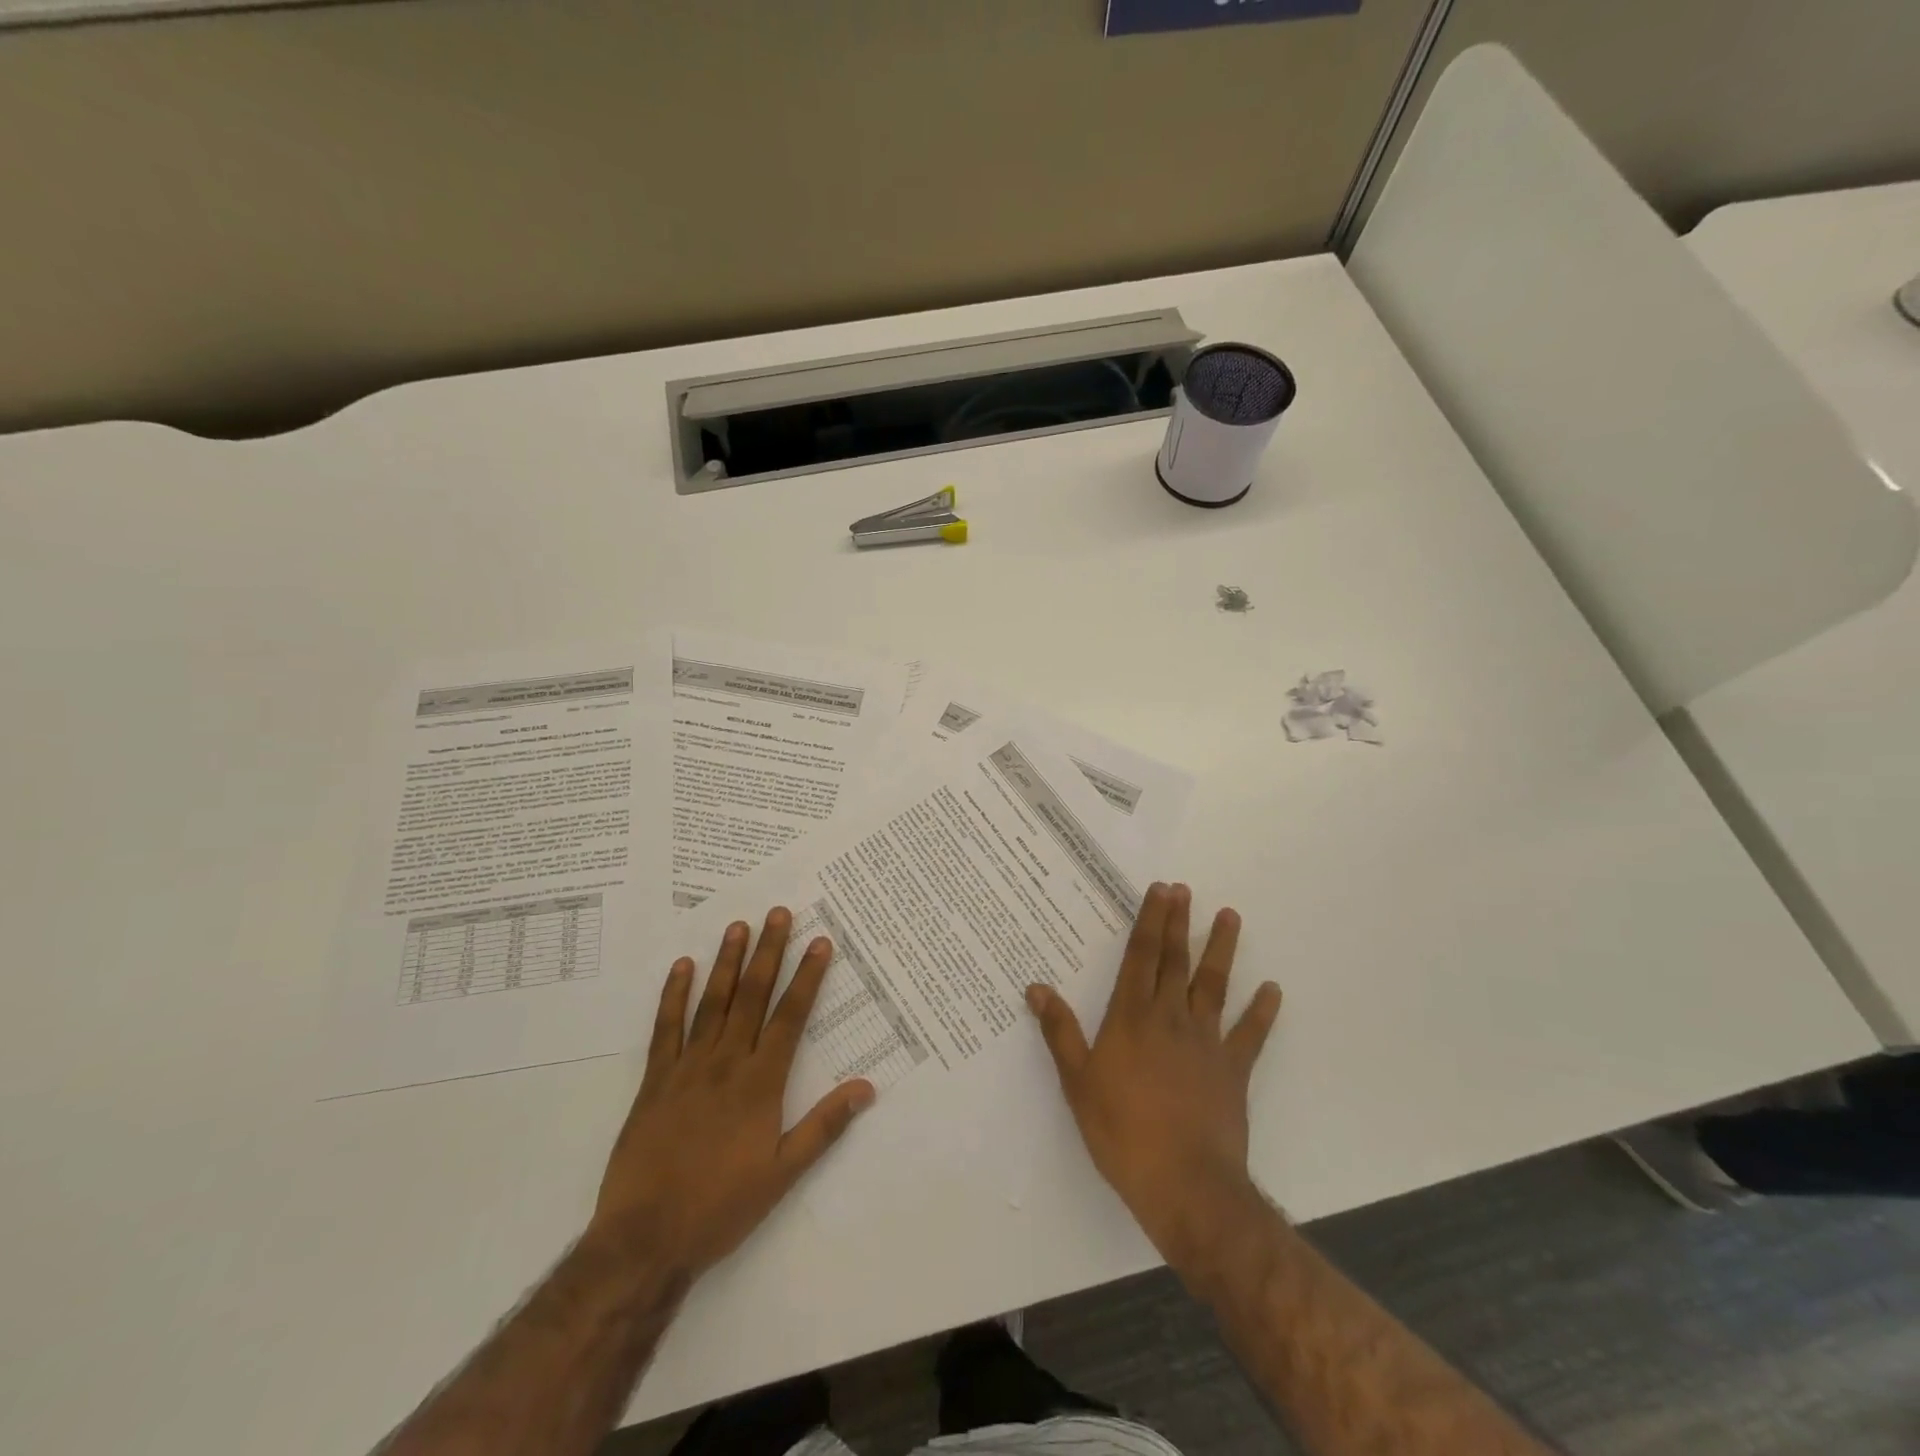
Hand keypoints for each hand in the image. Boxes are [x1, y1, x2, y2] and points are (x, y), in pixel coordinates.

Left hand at [589, 908, 874, 1276]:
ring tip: (738, 925)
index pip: (790, 1017)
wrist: (644, 1240)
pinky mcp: (654, 1080)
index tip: (819, 942)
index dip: (807, 977)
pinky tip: (682, 967)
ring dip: (727, 962)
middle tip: (777, 912)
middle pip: (752, 997)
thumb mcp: (782, 1174)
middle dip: (768, 952)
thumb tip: (866, 1088)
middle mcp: (726, 1063)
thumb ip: (823, 1127)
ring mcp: (687, 1068)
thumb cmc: (720, 1207)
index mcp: (761, 1083)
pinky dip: (674, 995)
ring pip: (712, 1003)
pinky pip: (666, 1028)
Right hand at [1026, 882, 1281, 1270]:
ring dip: (1221, 949)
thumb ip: (1060, 1032)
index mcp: (1131, 1018)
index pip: (1141, 957)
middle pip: (1176, 961)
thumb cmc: (1122, 1132)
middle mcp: (1170, 1018)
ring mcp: (1206, 1042)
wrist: (1185, 1184)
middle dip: (1179, 923)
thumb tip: (1036, 987)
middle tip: (1186, 889)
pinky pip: (1251, 1034)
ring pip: (1214, 985)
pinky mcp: (1233, 1070)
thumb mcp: (1078, 1083)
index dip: (1150, 921)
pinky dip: (1262, 1012)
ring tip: (1230, 916)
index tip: (1160, 890)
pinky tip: (1272, 990)